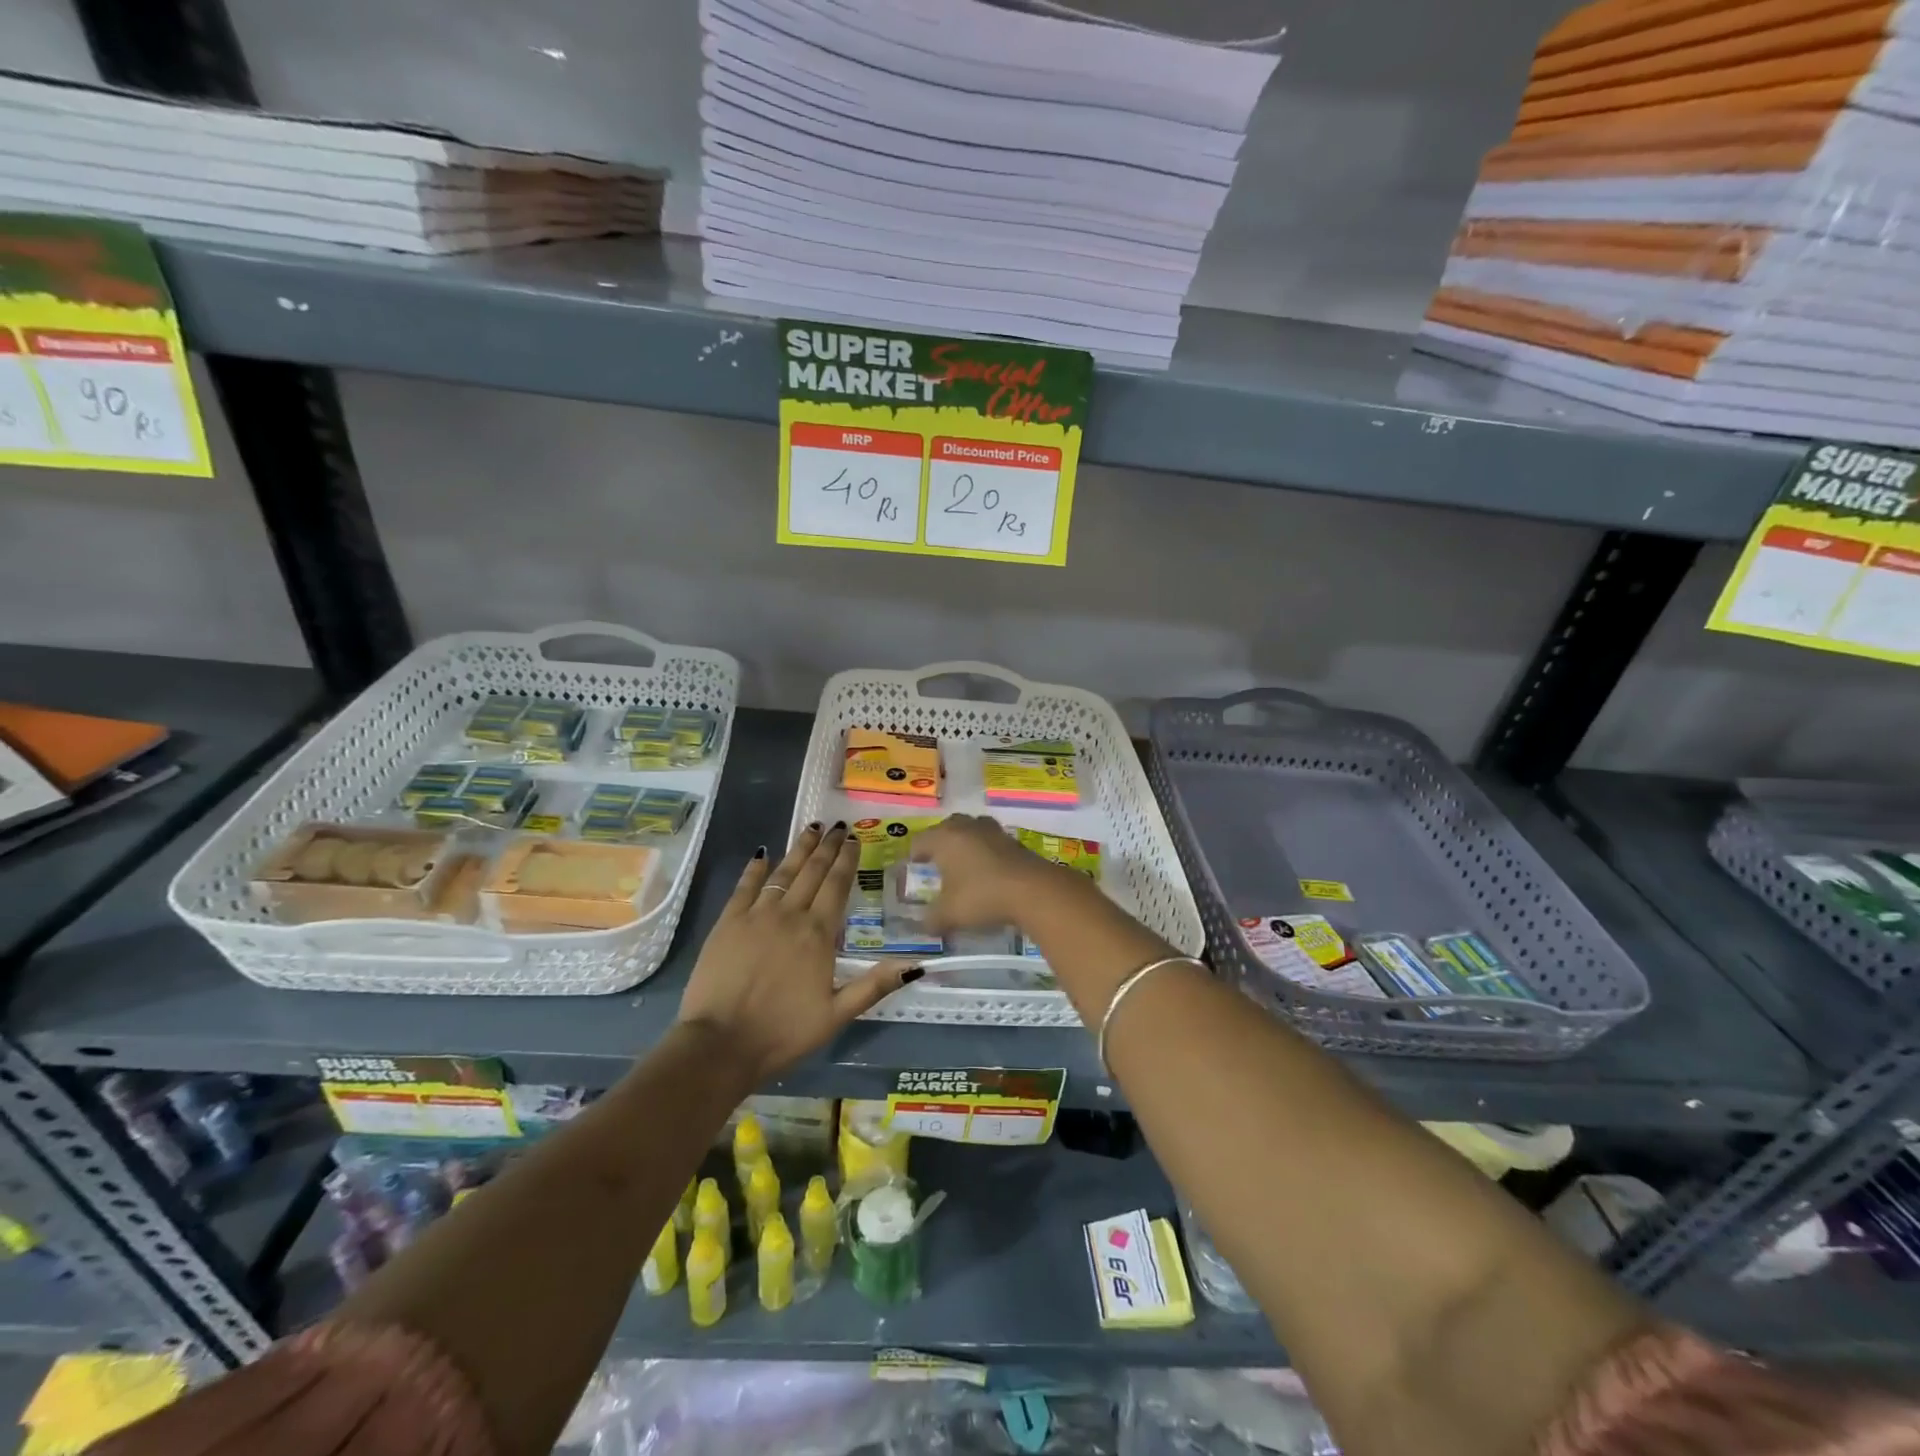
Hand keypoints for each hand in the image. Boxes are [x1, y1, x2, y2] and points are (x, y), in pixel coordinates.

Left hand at [676, 823, 920, 1082]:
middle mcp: (790, 915)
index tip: (854, 839)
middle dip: (827, 847)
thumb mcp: (837, 1015)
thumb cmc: (783, 1033)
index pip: (838, 885)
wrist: (720, 1044)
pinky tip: (763, 854)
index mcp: (819, 934)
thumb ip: (874, 986)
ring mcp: (756, 915)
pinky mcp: (727, 922)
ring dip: (799, 849)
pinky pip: (745, 886)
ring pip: (783, 872)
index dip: (847, 860)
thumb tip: (915, 965)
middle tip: (837, 826)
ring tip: (811, 829)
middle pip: (812, 872)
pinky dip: (756, 869)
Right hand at [916, 813, 1092, 933]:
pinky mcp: (1014, 840)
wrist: (1033, 890)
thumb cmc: (982, 896)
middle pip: (946, 827)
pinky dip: (986, 851)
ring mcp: (993, 831)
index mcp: (944, 838)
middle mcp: (966, 827)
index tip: (914, 868)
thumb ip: (932, 920)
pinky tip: (988, 870)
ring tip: (964, 863)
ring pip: (972, 829)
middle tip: (937, 862)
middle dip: (940, 842)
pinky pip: (992, 841)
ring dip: (966, 842)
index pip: (920, 841)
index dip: (914, 855)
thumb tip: (925, 925)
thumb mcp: (949, 915)